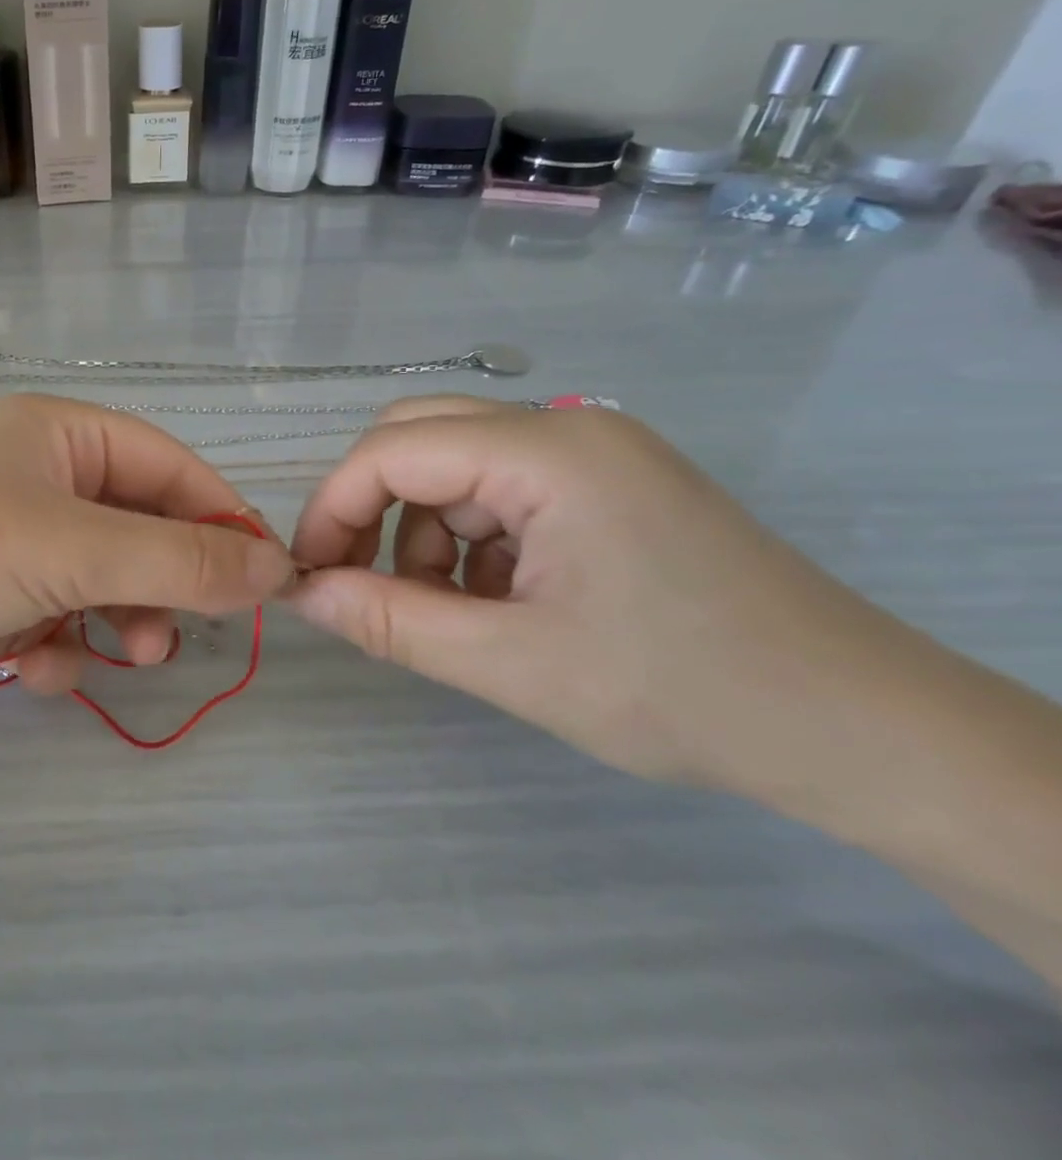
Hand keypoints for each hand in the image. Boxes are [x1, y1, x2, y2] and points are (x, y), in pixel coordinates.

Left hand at [0, 394, 295, 727]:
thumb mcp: (77, 549)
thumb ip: (180, 561)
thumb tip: (276, 567)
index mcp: (61, 436)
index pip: (171, 468)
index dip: (221, 520)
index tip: (266, 578)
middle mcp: (39, 479)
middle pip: (139, 528)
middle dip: (164, 584)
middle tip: (178, 634)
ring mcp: (12, 540)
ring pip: (102, 580)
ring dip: (119, 621)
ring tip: (123, 656)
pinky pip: (56, 617)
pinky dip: (60, 646)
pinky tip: (38, 668)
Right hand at [286, 397, 914, 793]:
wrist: (860, 731)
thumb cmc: (682, 694)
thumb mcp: (511, 663)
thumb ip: (389, 620)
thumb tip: (299, 594)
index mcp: (546, 453)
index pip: (391, 449)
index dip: (333, 507)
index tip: (308, 574)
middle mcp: (566, 429)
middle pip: (418, 437)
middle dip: (370, 508)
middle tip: (356, 581)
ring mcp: (592, 453)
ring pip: (454, 467)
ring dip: (422, 532)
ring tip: (446, 612)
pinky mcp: (607, 486)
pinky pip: (499, 491)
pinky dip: (470, 540)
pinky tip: (498, 602)